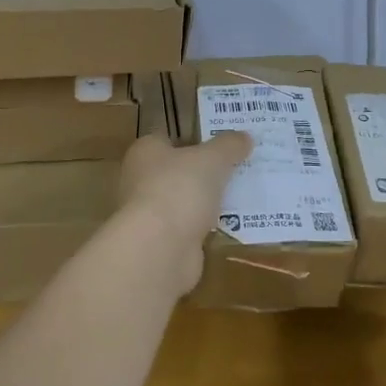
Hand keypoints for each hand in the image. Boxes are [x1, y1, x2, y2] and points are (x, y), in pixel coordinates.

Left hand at [117, 132, 250, 292]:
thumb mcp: (212, 159)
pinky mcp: (162, 242)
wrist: (159, 249)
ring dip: (207, 201)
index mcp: (145, 152)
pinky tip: (232, 225)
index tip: (221, 144)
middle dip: (204, 172)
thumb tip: (244, 137)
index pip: (168, 139)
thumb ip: (229, 145)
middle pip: (178, 171)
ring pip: (185, 201)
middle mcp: (141, 180)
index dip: (194, 139)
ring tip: (242, 195)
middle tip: (238, 168)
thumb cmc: (179, 189)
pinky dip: (207, 227)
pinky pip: (190, 228)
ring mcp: (150, 214)